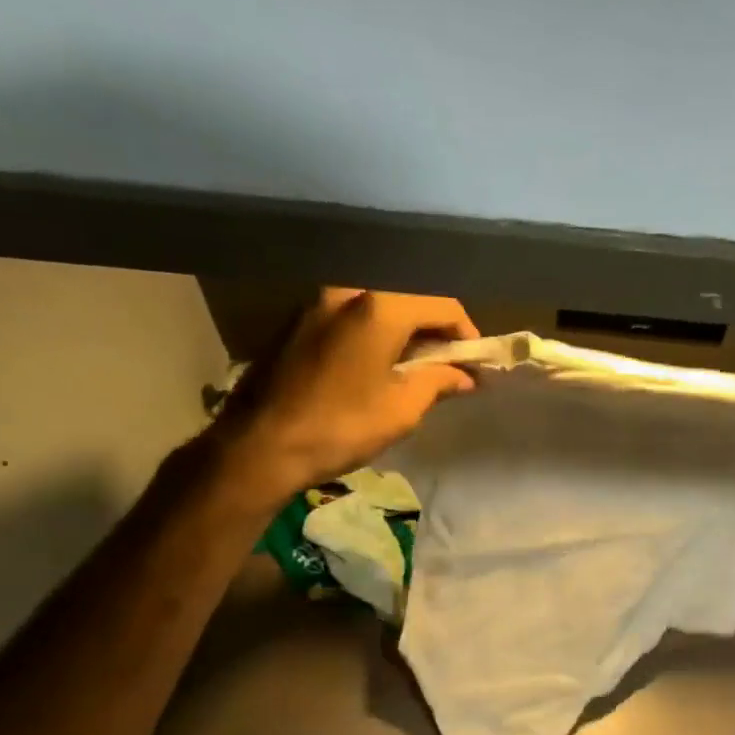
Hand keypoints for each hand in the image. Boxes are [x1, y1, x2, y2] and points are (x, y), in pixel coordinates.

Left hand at [210, 288, 477, 512]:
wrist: (260, 444)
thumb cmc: (342, 426)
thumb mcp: (402, 408)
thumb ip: (439, 382)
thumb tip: (465, 377)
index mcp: (380, 306)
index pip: (442, 304)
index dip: (466, 334)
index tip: (475, 365)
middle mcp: (347, 290)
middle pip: (408, 300)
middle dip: (434, 331)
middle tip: (447, 367)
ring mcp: (316, 302)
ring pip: (377, 307)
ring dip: (403, 333)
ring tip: (413, 370)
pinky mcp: (295, 321)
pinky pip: (349, 317)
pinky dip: (373, 335)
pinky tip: (375, 368)